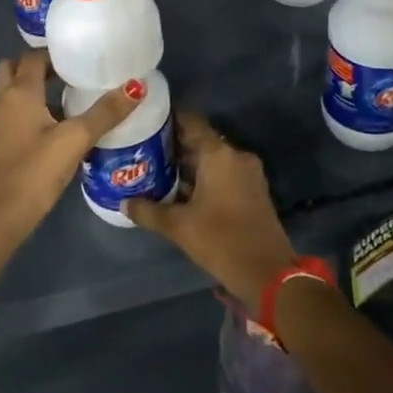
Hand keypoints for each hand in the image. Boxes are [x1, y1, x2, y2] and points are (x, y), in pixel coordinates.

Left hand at [0, 51, 139, 302]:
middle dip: (40, 68)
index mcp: (19, 93)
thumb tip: (137, 86)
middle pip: (16, 70)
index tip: (81, 57)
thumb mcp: (75, 140)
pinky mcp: (0, 144)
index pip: (33, 57)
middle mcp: (4, 101)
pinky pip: (16, 115)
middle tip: (72, 74)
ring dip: (37, 90)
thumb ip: (105, 113)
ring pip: (15, 94)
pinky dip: (34, 112)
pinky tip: (60, 129)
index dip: (55, 53)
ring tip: (72, 98)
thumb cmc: (35, 171)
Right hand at [124, 111, 295, 307]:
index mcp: (218, 154)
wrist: (268, 273)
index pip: (191, 122)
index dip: (168, 119)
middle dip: (174, 146)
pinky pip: (223, 173)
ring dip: (188, 164)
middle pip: (201, 140)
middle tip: (144, 150)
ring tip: (156, 171)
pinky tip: (180, 191)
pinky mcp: (253, 190)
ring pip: (212, 159)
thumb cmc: (220, 240)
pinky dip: (203, 177)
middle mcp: (235, 156)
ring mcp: (248, 173)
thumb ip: (148, 211)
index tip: (146, 122)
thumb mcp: (178, 226)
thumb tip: (124, 203)